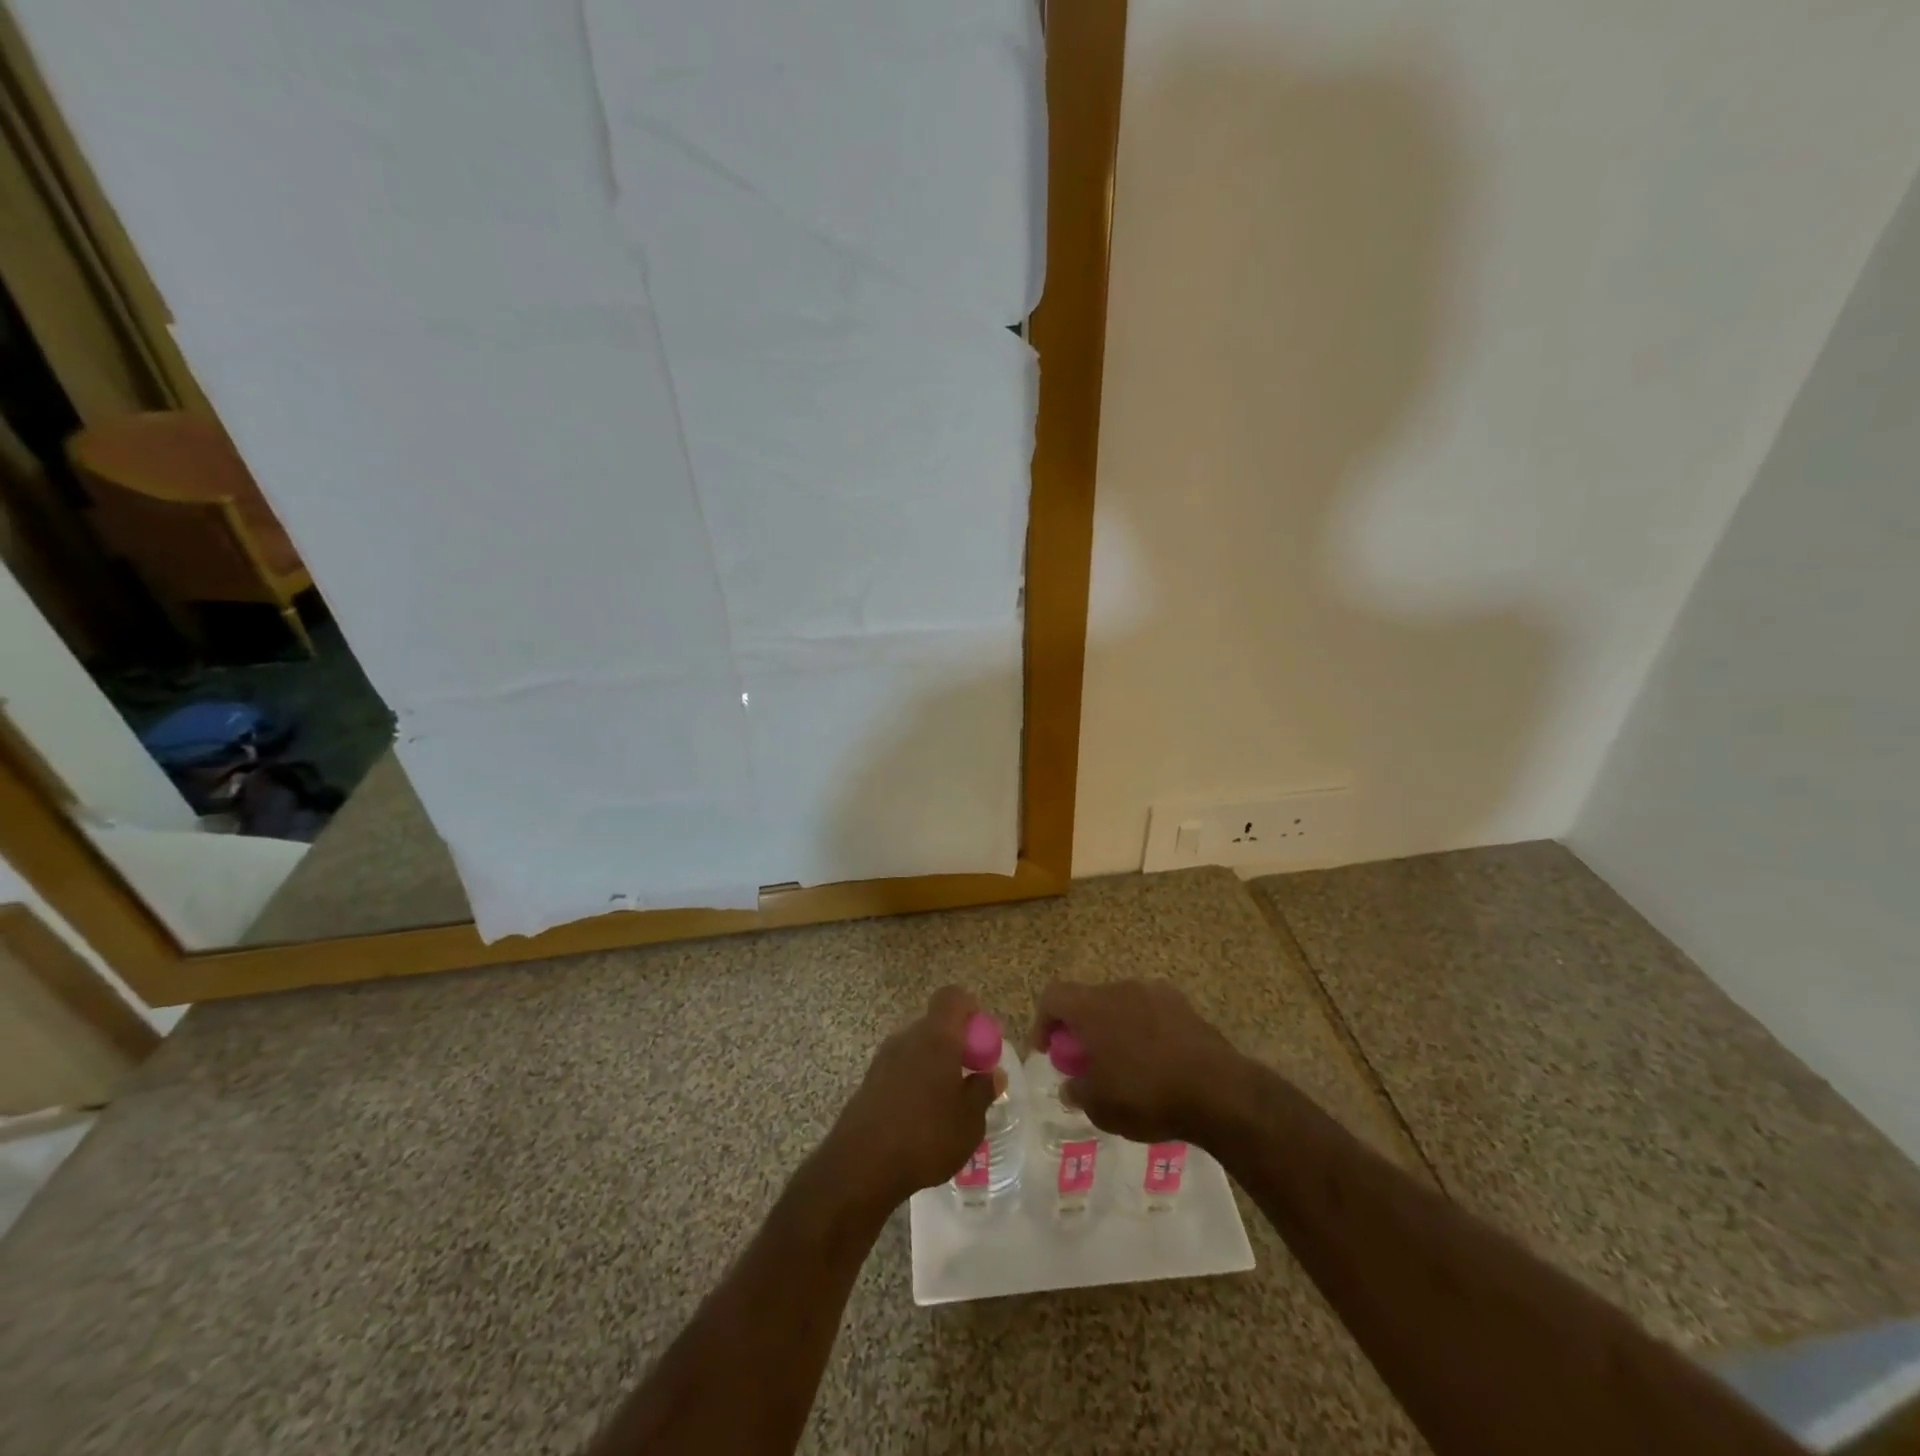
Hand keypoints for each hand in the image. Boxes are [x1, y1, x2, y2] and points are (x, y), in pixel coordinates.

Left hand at [825, 986, 1004, 1212]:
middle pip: (936, 1025)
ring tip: (947, 1106)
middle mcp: (907, 1037)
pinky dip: (915, 1083)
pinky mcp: (869, 1081)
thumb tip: (993, 1073)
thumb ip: (983, 1091)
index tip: (982, 1039)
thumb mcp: (969, 1120)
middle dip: (956, 1045)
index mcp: (936, 1036)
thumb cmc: (926, 1136)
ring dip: (934, 1066)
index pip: (952, 997)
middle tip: (970, 1078)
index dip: (970, 1010)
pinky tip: (921, 1120)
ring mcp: (884, 1058)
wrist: (861, 1165)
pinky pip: (901, 1069)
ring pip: (917, 1049)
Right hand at [1030, 979, 1244, 1144]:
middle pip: (1088, 999)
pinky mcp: (1184, 1005)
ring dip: (1113, 1028)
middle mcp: (1120, 989)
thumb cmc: (1147, 1096)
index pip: (1053, 997)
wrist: (1218, 1091)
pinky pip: (1150, 1012)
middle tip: (1086, 1063)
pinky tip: (1156, 1063)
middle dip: (1081, 1028)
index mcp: (1092, 1006)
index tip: (1048, 1051)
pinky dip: (1143, 1031)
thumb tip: (1071, 1085)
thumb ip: (1077, 1091)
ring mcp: (1155, 993)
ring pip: (1121, 1004)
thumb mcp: (1100, 1107)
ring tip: (1123, 1065)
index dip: (1043, 1022)